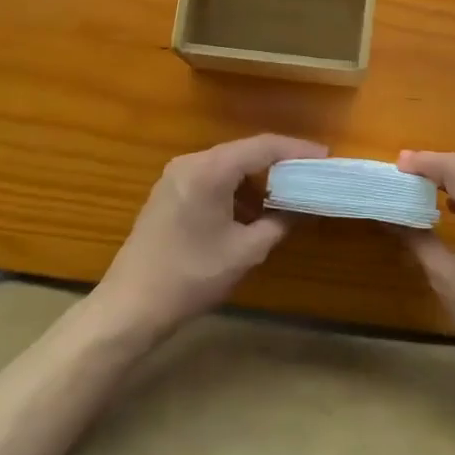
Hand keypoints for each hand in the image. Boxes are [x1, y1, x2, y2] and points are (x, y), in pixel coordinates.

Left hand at [91, 134, 324, 341]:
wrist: (129, 308)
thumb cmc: (191, 276)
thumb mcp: (245, 252)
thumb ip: (279, 224)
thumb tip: (303, 210)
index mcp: (210, 170)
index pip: (263, 147)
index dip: (297, 150)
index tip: (325, 157)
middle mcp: (191, 162)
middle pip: (245, 151)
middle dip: (280, 163)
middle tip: (311, 174)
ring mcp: (176, 176)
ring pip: (228, 164)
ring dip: (257, 177)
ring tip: (288, 193)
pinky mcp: (169, 193)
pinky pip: (212, 177)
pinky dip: (236, 187)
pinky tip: (253, 209)